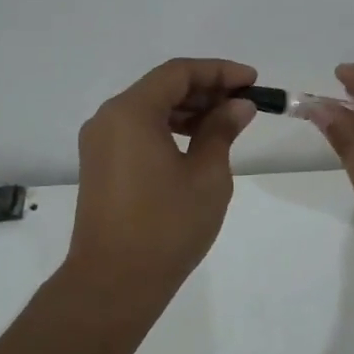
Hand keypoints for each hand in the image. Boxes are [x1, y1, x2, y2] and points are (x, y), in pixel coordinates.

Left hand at [66, 58, 258, 303]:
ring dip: (188, 109)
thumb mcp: (207, 175)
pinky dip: (169, 128)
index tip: (252, 81)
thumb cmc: (166, 226)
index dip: (219, 71)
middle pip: (161, 87)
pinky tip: (198, 142)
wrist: (114, 282)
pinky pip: (138, 130)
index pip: (178, 73)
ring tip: (227, 122)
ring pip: (149, 108)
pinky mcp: (101, 164)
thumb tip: (238, 105)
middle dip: (205, 89)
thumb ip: (222, 131)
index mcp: (131, 113)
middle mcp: (109, 118)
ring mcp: (100, 142)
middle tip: (244, 102)